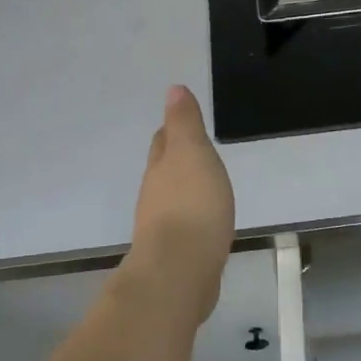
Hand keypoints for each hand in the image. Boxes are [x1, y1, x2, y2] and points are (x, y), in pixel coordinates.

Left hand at [128, 86, 235, 324]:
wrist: (179, 272)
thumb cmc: (191, 205)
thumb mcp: (192, 153)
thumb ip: (184, 123)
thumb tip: (173, 89)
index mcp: (161, 168)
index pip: (163, 142)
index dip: (172, 131)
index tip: (181, 123)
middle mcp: (155, 196)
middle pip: (163, 171)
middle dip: (173, 159)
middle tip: (191, 152)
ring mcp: (163, 228)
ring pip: (172, 201)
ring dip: (183, 192)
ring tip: (202, 188)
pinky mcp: (175, 255)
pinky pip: (185, 229)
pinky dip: (193, 220)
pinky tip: (205, 225)